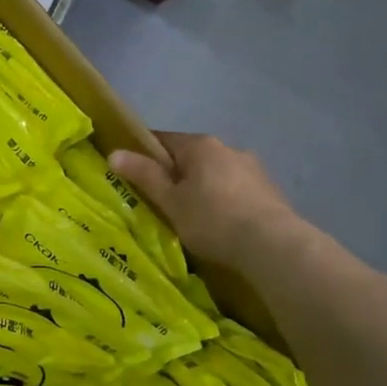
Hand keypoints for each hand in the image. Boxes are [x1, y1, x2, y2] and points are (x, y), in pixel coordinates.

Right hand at [109, 133, 303, 275]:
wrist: (273, 245)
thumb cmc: (212, 219)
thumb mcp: (170, 201)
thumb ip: (144, 175)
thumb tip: (114, 153)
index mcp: (200, 145)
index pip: (163, 139)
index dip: (145, 154)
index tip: (133, 174)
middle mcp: (228, 148)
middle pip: (191, 156)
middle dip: (177, 174)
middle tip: (162, 202)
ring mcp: (253, 168)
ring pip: (216, 173)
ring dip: (204, 187)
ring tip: (195, 217)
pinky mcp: (270, 190)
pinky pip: (237, 190)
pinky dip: (225, 200)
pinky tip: (222, 224)